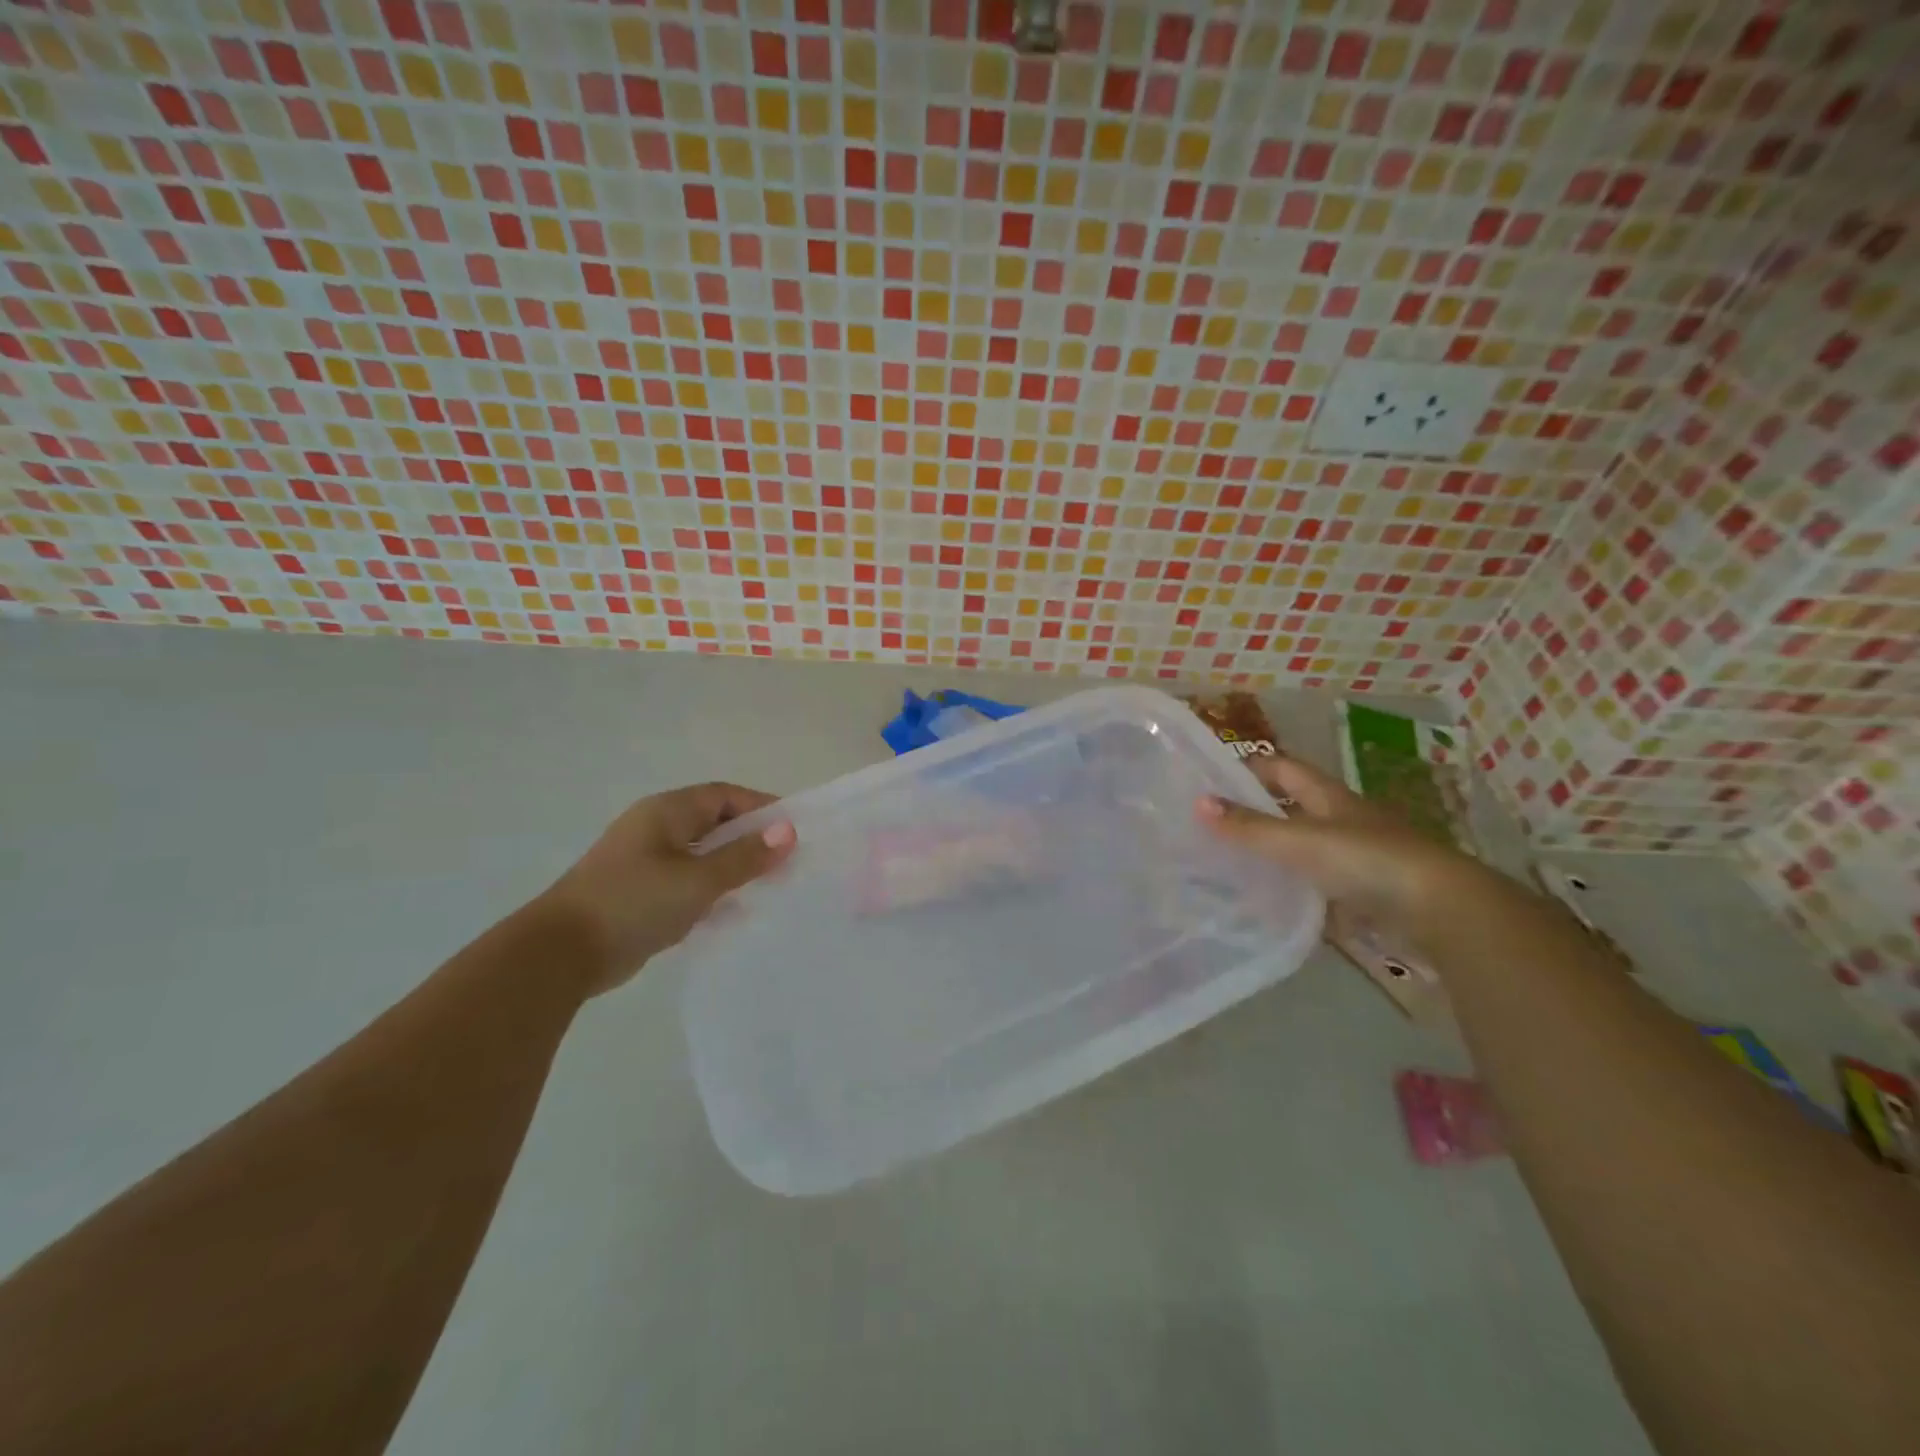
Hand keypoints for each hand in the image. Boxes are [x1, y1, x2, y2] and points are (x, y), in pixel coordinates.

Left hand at [538, 782, 795, 995]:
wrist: (560, 954)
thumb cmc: (633, 903)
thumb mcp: (698, 879)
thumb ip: (745, 856)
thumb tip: (788, 831)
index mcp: (667, 812)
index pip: (725, 796)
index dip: (762, 807)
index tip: (795, 829)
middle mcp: (656, 829)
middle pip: (715, 824)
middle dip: (752, 840)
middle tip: (788, 862)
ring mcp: (645, 862)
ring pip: (702, 856)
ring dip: (734, 868)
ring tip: (770, 887)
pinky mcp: (640, 894)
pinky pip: (687, 883)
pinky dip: (712, 891)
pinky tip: (734, 912)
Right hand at [1196, 755, 1485, 932]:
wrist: (1438, 909)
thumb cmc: (1365, 859)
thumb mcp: (1299, 841)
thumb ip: (1249, 827)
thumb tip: (1198, 802)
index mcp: (1329, 797)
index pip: (1284, 768)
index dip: (1252, 767)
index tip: (1215, 777)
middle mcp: (1344, 820)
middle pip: (1295, 807)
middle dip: (1258, 811)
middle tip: (1214, 823)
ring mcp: (1358, 856)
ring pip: (1306, 847)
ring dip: (1275, 852)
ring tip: (1230, 864)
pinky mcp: (1366, 892)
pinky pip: (1320, 885)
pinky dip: (1295, 889)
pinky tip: (1270, 902)